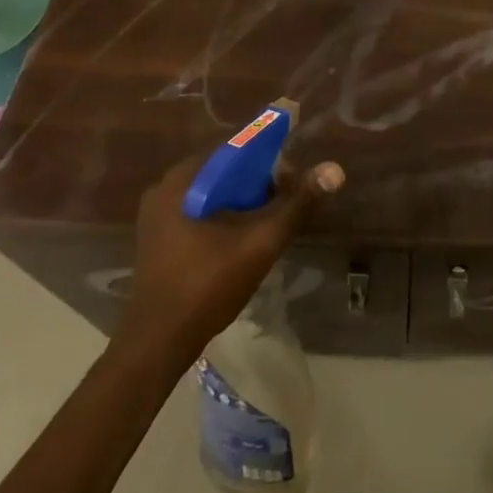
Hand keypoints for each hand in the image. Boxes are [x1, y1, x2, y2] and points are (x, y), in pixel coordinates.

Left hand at [118, 152, 344, 355]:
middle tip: (286, 203)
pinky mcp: (158, 237)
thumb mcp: (261, 241)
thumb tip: (335, 170)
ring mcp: (158, 214)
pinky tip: (243, 238)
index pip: (236, 148)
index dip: (271, 158)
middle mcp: (165, 187)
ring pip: (214, 192)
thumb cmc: (208, 285)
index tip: (294, 178)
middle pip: (225, 171)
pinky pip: (200, 210)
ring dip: (243, 201)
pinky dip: (225, 215)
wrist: (158, 343)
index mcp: (184, 179)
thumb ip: (298, 203)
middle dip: (259, 182)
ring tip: (269, 221)